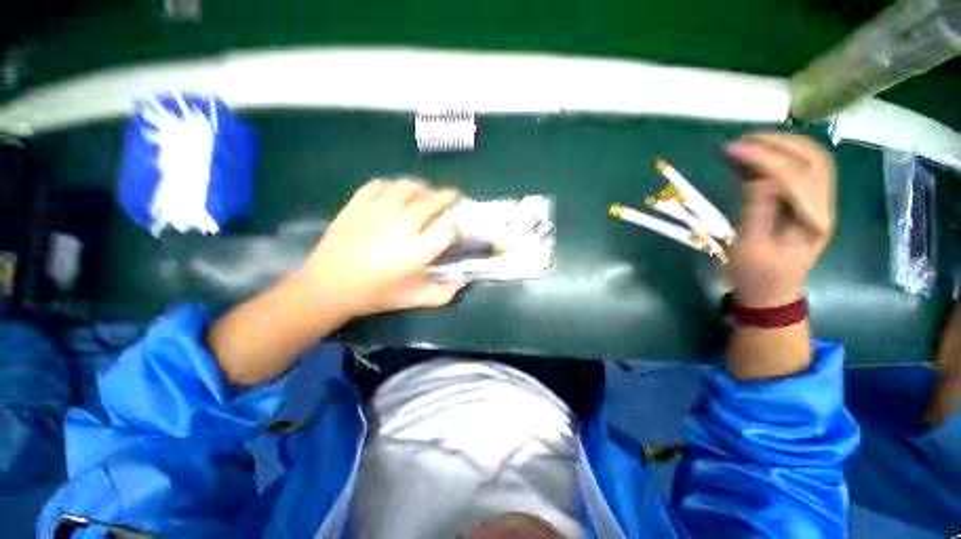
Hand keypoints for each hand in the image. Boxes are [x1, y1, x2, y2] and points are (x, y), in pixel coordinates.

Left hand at [300, 178, 466, 316]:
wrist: (328, 287)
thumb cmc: (375, 295)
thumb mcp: (415, 299)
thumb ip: (445, 292)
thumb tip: (464, 279)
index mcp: (417, 250)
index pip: (449, 228)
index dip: (458, 227)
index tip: (458, 229)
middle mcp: (402, 224)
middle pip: (434, 200)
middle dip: (451, 197)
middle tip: (457, 200)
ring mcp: (378, 210)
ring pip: (409, 186)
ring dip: (425, 188)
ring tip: (429, 194)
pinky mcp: (358, 204)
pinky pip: (380, 184)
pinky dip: (394, 185)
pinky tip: (397, 193)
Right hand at [725, 133, 836, 307]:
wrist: (771, 292)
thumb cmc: (757, 275)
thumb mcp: (750, 249)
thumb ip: (757, 211)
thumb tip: (758, 176)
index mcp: (813, 222)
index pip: (796, 177)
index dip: (766, 159)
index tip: (734, 149)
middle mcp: (823, 206)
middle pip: (814, 159)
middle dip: (779, 143)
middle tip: (743, 140)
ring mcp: (818, 203)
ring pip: (812, 159)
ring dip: (783, 145)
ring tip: (748, 142)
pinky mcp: (805, 202)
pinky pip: (800, 169)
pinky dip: (780, 156)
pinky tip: (755, 156)